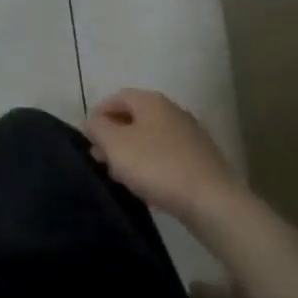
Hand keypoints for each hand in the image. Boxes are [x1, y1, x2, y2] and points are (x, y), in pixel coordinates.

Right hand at [84, 88, 239, 222]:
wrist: (211, 200)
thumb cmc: (156, 165)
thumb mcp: (115, 144)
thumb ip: (98, 128)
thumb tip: (93, 121)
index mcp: (151, 101)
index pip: (118, 97)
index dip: (99, 113)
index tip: (87, 136)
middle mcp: (172, 111)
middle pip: (135, 117)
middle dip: (113, 135)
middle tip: (99, 157)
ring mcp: (189, 135)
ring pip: (150, 137)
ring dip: (130, 151)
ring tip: (117, 174)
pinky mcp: (200, 159)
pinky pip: (166, 155)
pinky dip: (150, 163)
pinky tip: (144, 184)